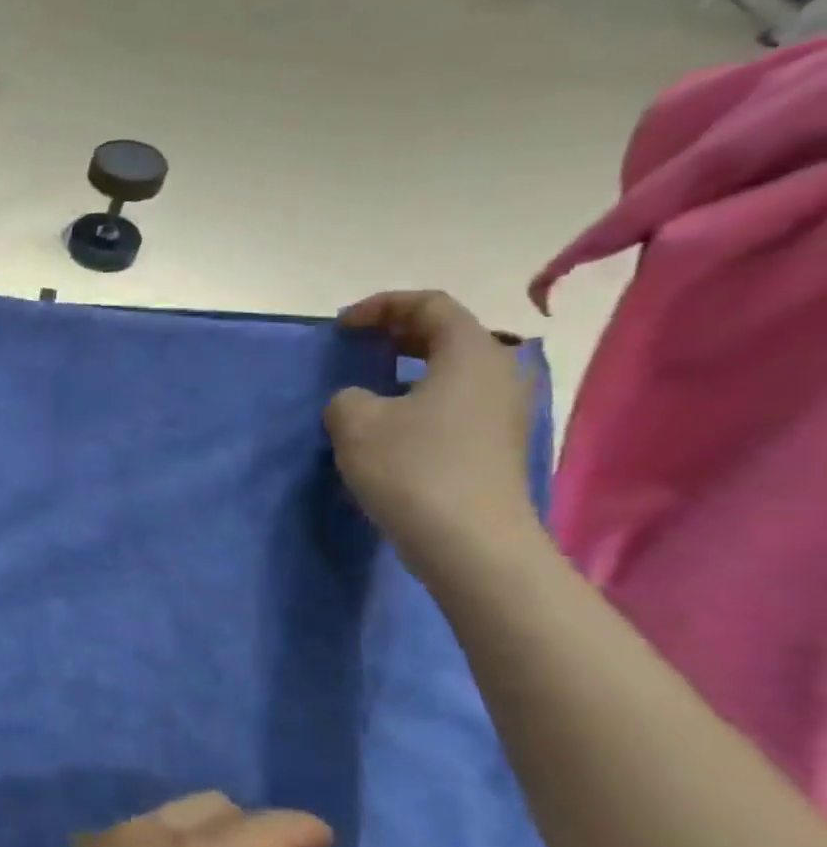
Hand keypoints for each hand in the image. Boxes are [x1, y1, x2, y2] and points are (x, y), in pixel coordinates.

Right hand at [326, 291, 541, 576]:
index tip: (342, 326)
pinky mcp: (496, 444)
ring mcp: (503, 411)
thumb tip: (359, 402)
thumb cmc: (413, 468)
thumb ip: (347, 397)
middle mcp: (498, 373)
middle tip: (357, 345)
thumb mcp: (355, 422)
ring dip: (409, 368)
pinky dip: (420, 397)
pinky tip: (390, 423)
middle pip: (449, 333)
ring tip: (369, 384)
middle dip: (398, 333)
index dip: (382, 306)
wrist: (470, 541)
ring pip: (453, 370)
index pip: (430, 305)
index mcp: (471, 353)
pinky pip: (456, 401)